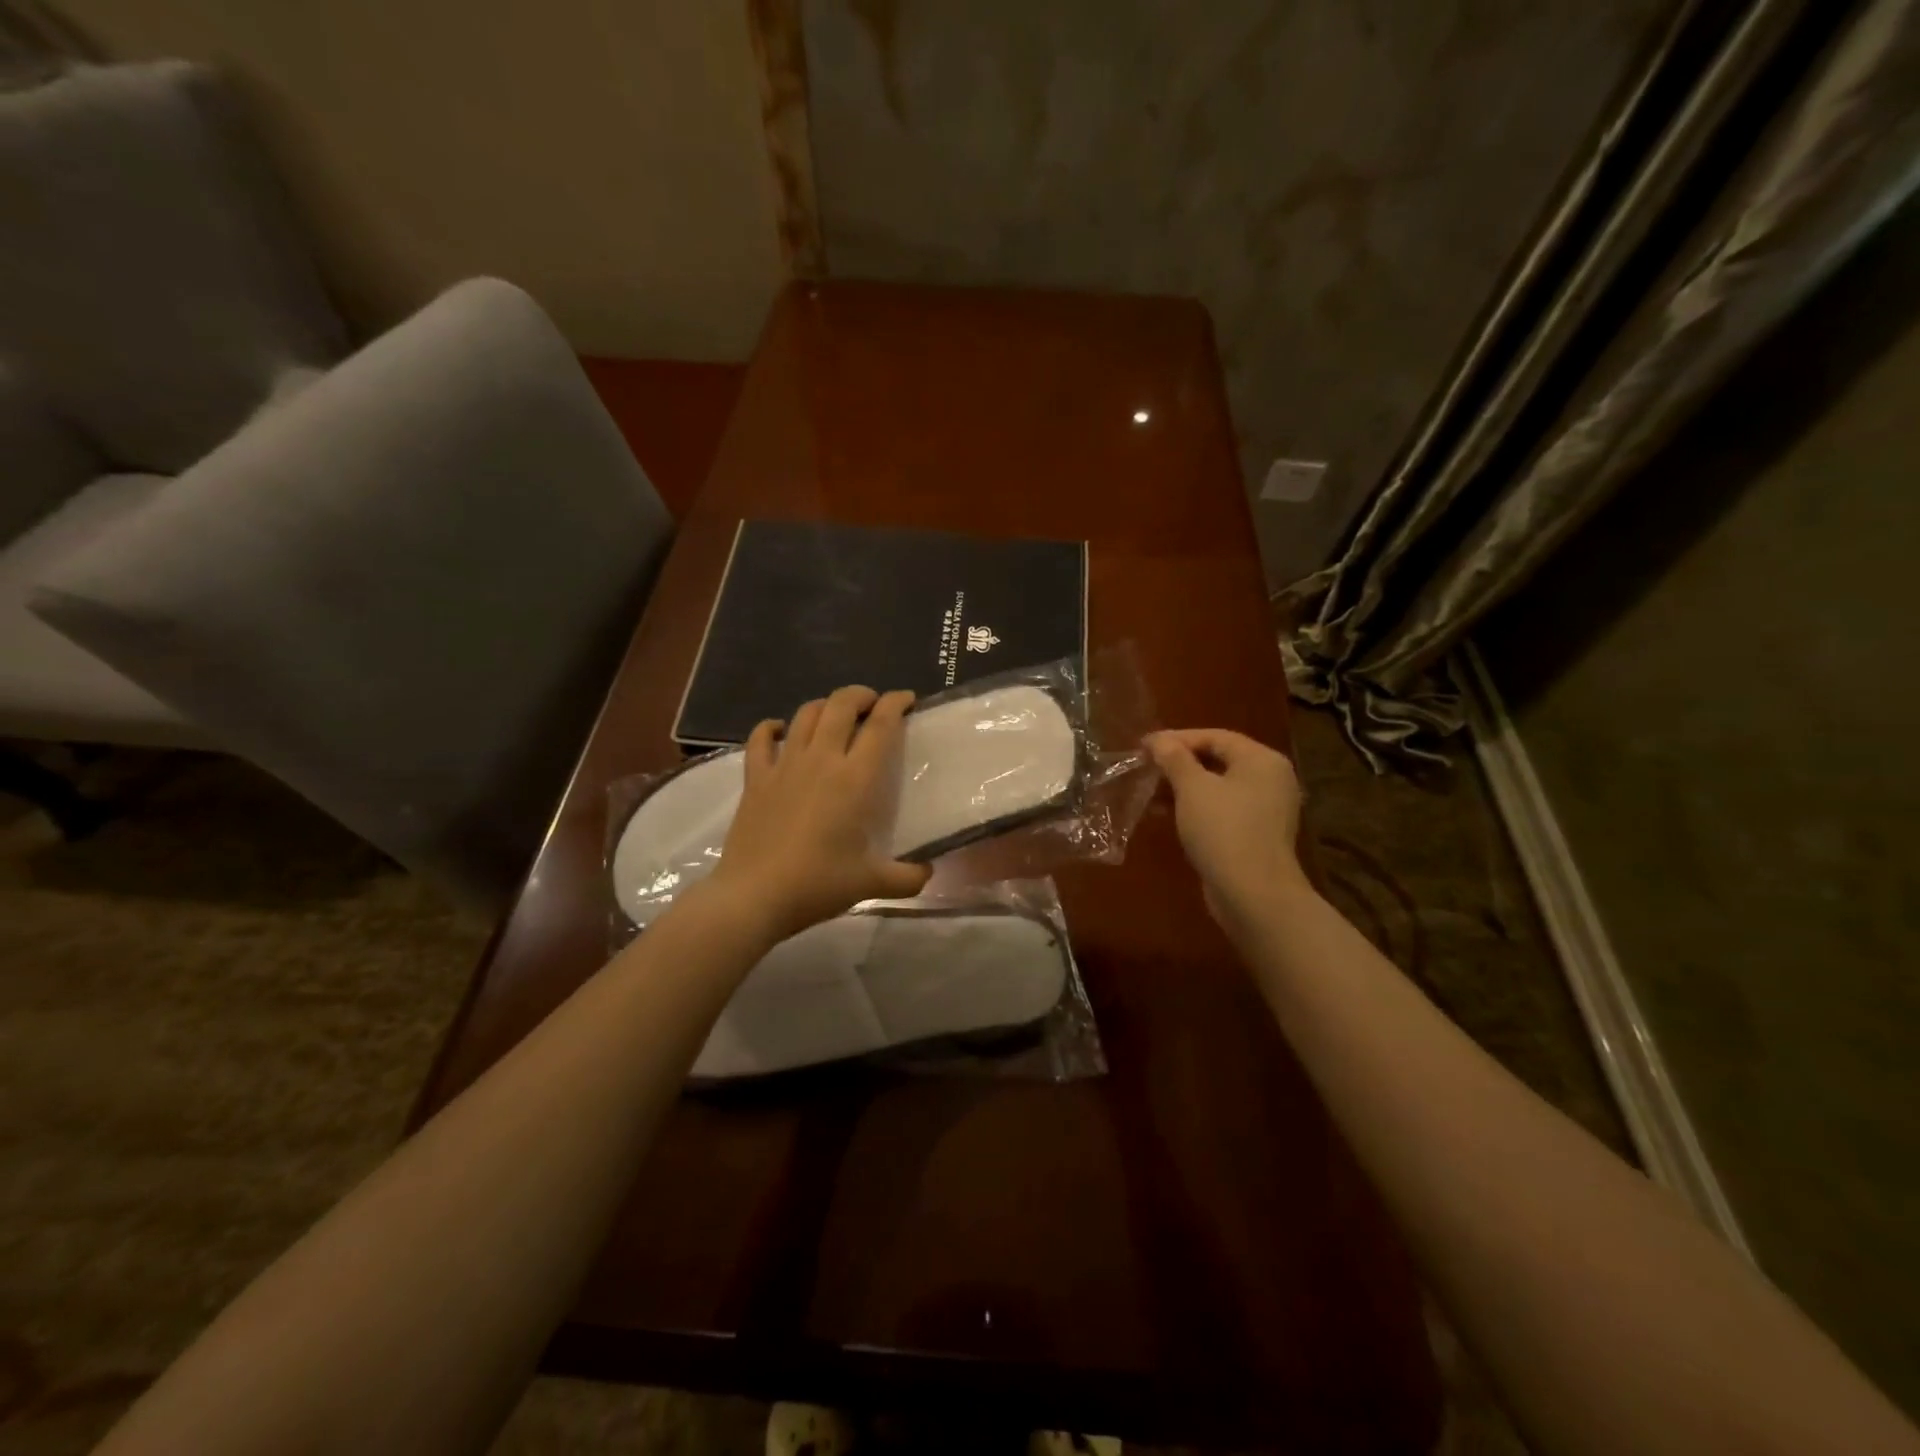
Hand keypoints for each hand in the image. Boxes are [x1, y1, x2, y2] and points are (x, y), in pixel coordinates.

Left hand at [705, 685, 931, 942]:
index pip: (881, 724)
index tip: (907, 699)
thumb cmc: (818, 884)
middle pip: (841, 704)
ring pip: (805, 714)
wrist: (755, 895)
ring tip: (835, 714)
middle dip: (861, 695)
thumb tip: (929, 873)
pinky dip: (771, 728)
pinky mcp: (756, 778)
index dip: (896, 703)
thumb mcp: (872, 884)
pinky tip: (779, 730)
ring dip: (824, 705)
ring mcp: (785, 765)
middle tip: (872, 704)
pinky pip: (761, 739)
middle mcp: (822, 759)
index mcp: (855, 778)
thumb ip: (908, 878)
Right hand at [1146, 728, 1307, 927]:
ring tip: (1149, 792)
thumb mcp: (1193, 788)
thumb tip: (1158, 740)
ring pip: (1217, 787)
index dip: (1177, 738)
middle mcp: (1270, 780)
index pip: (1215, 737)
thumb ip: (1174, 759)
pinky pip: (1221, 810)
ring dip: (1183, 787)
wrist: (1253, 894)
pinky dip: (1195, 808)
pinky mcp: (1255, 835)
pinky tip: (1166, 815)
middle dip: (1179, 764)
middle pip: (1218, 760)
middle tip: (1145, 767)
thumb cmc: (1223, 830)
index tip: (1144, 746)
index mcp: (1262, 760)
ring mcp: (1265, 809)